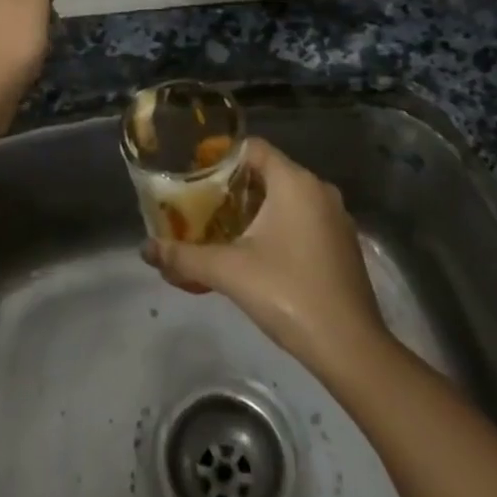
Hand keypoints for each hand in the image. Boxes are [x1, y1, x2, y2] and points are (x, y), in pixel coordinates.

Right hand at [142, 138, 386, 377]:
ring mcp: (335, 217)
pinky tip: (256, 253)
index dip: (221, 156)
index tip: (194, 173)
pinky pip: (303, 219)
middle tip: (200, 203)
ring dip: (255, 208)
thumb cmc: (289, 294)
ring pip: (286, 198)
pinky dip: (277, 226)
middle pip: (267, 172)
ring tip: (221, 227)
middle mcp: (319, 190)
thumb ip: (184, 257)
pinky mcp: (342, 244)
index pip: (252, 148)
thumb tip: (145, 250)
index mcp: (295, 182)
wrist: (351, 348)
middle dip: (232, 186)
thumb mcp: (229, 272)